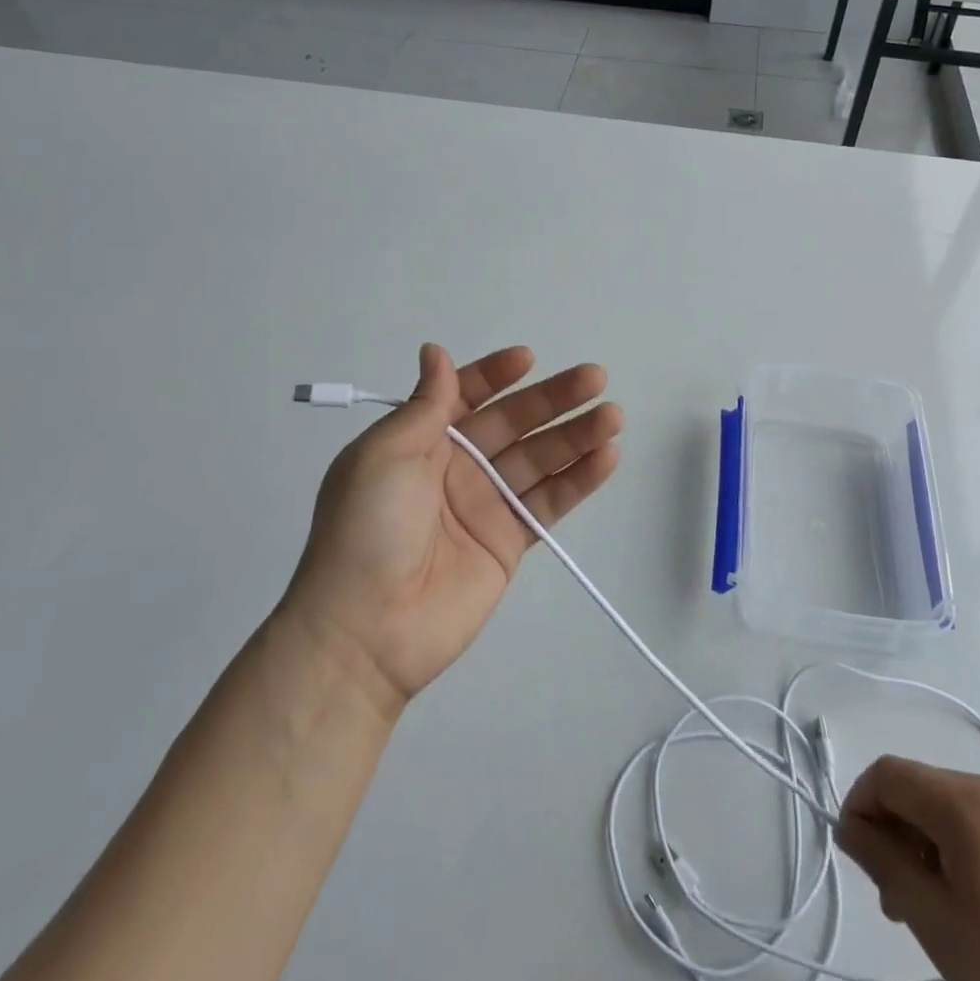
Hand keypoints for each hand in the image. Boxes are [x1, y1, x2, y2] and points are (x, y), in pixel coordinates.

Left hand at [280, 344, 622, 708]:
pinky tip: (607, 457)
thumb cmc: (368, 527)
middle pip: (513, 423)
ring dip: (577, 435)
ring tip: (613, 415)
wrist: (367, 628)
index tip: (528, 359)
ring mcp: (486, 504)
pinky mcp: (509, 542)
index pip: (465, 396)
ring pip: (539, 459)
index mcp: (420, 441)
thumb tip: (435, 351)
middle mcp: (456, 466)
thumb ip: (424, 405)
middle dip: (552, 399)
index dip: (495, 376)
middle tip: (595, 378)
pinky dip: (578, 480)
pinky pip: (548, 502)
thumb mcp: (383, 455)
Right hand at [838, 758, 979, 980]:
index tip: (857, 857)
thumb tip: (851, 827)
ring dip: (933, 843)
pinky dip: (973, 850)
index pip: (888, 773)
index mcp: (969, 801)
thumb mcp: (937, 926)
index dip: (860, 805)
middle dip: (898, 831)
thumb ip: (883, 863)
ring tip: (939, 910)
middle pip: (925, 788)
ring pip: (960, 807)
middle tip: (896, 902)